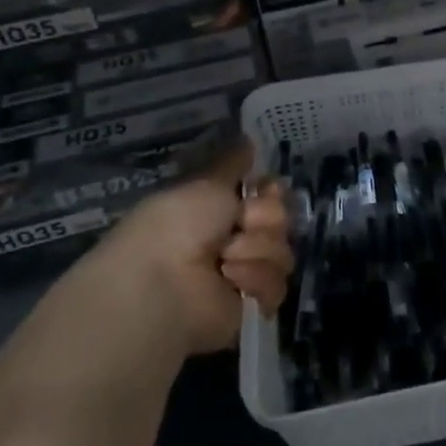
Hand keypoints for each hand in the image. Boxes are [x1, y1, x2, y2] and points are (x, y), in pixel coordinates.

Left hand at [78, 139, 291, 356]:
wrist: (162, 283)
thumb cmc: (176, 226)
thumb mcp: (205, 183)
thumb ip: (231, 164)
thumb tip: (248, 138)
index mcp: (220, 211)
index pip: (269, 197)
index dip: (271, 193)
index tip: (265, 190)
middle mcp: (235, 240)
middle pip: (281, 222)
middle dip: (265, 220)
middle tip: (240, 225)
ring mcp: (244, 274)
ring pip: (282, 253)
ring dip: (257, 250)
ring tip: (226, 260)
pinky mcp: (252, 306)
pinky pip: (277, 286)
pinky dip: (256, 279)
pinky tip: (231, 280)